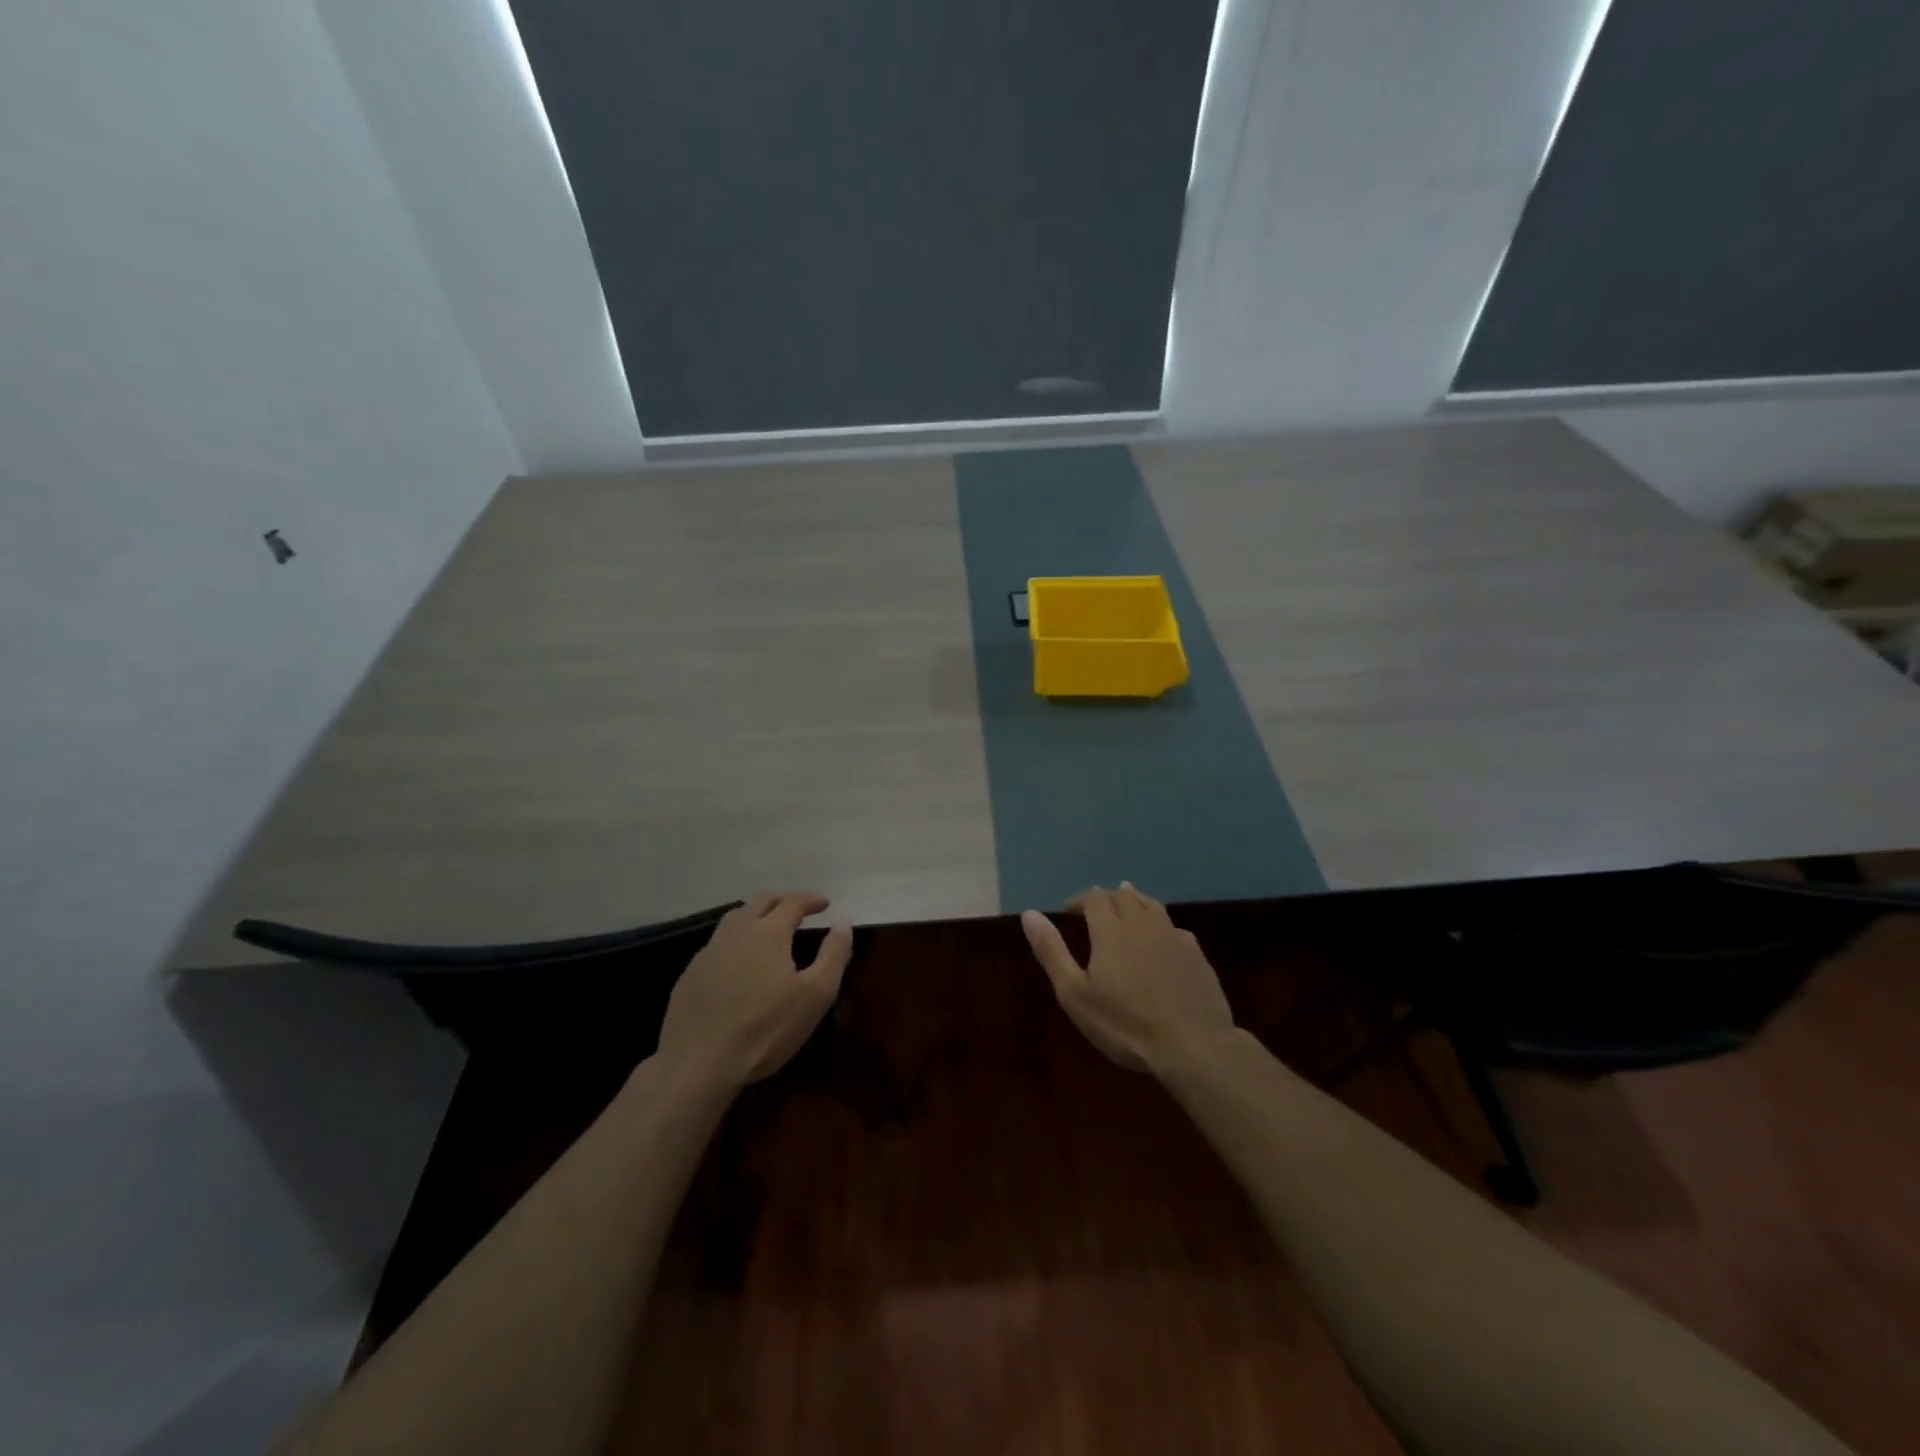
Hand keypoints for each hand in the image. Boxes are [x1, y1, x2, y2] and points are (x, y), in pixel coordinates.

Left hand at [656, 891, 852, 1089]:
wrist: (698, 1063)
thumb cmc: (766, 1028)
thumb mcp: (815, 995)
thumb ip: (833, 954)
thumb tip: (843, 922)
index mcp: (769, 932)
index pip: (793, 902)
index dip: (811, 900)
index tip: (825, 904)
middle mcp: (737, 931)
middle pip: (760, 900)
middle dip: (783, 901)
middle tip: (798, 913)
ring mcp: (709, 951)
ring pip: (734, 918)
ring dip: (755, 916)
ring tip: (768, 931)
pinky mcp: (690, 974)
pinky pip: (717, 944)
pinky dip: (735, 942)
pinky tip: (738, 964)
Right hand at [1021, 882, 1234, 1073]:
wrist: (1192, 1045)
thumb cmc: (1124, 1023)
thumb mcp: (1075, 993)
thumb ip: (1052, 951)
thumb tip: (1029, 914)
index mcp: (1110, 929)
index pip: (1094, 898)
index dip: (1080, 900)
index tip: (1068, 911)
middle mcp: (1143, 923)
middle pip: (1123, 896)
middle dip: (1106, 898)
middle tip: (1095, 908)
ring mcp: (1173, 937)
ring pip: (1152, 906)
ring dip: (1135, 901)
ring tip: (1127, 905)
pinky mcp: (1196, 955)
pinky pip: (1174, 928)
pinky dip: (1160, 926)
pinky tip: (1162, 938)